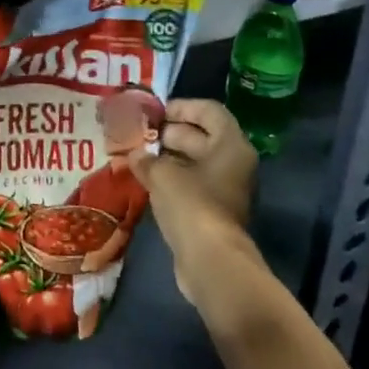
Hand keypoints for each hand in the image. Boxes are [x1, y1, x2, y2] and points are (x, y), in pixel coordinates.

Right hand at [127, 99, 265, 304]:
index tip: (153, 112)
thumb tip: (135, 155)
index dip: (181, 106)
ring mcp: (225, 190)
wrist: (210, 261)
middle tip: (138, 133)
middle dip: (168, 133)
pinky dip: (170, 180)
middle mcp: (233, 164)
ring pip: (194, 163)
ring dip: (166, 157)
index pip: (209, 111)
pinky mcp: (212, 213)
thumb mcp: (162, 174)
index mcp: (231, 146)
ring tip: (135, 155)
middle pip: (201, 136)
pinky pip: (191, 185)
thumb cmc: (191, 204)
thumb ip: (146, 158)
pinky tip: (143, 180)